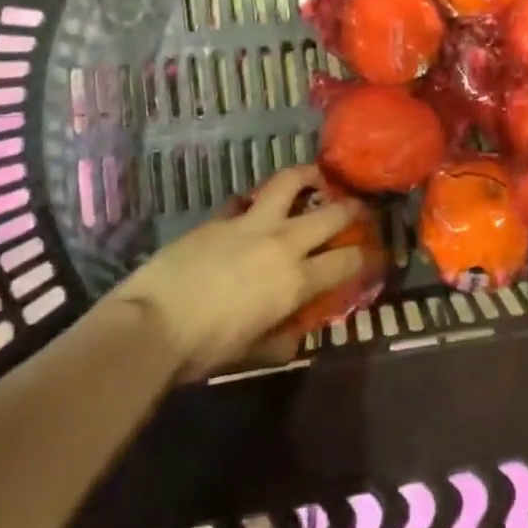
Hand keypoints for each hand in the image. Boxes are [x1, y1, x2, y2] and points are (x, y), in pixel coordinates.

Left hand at [104, 165, 368, 379]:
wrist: (151, 323)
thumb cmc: (203, 348)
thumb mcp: (250, 351)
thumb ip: (279, 340)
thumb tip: (294, 336)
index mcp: (295, 280)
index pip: (346, 261)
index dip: (367, 256)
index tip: (375, 254)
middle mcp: (282, 242)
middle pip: (331, 213)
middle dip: (352, 207)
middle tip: (359, 207)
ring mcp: (251, 223)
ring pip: (290, 182)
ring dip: (308, 176)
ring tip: (316, 177)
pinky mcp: (221, 217)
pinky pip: (247, 199)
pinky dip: (257, 200)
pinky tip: (255, 205)